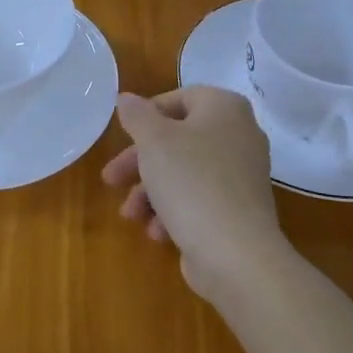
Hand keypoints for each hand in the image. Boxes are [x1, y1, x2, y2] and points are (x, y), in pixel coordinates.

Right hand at [102, 87, 292, 303]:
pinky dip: (173, 211)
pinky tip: (156, 232)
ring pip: (184, 172)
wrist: (236, 254)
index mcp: (224, 108)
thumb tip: (126, 98)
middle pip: (177, 139)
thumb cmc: (191, 182)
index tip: (122, 137)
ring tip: (130, 215)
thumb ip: (137, 115)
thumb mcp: (153, 141)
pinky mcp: (238, 210)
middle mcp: (239, 135)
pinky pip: (199, 199)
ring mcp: (241, 175)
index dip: (146, 116)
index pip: (179, 98)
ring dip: (150, 192)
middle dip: (139, 163)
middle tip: (110, 179)